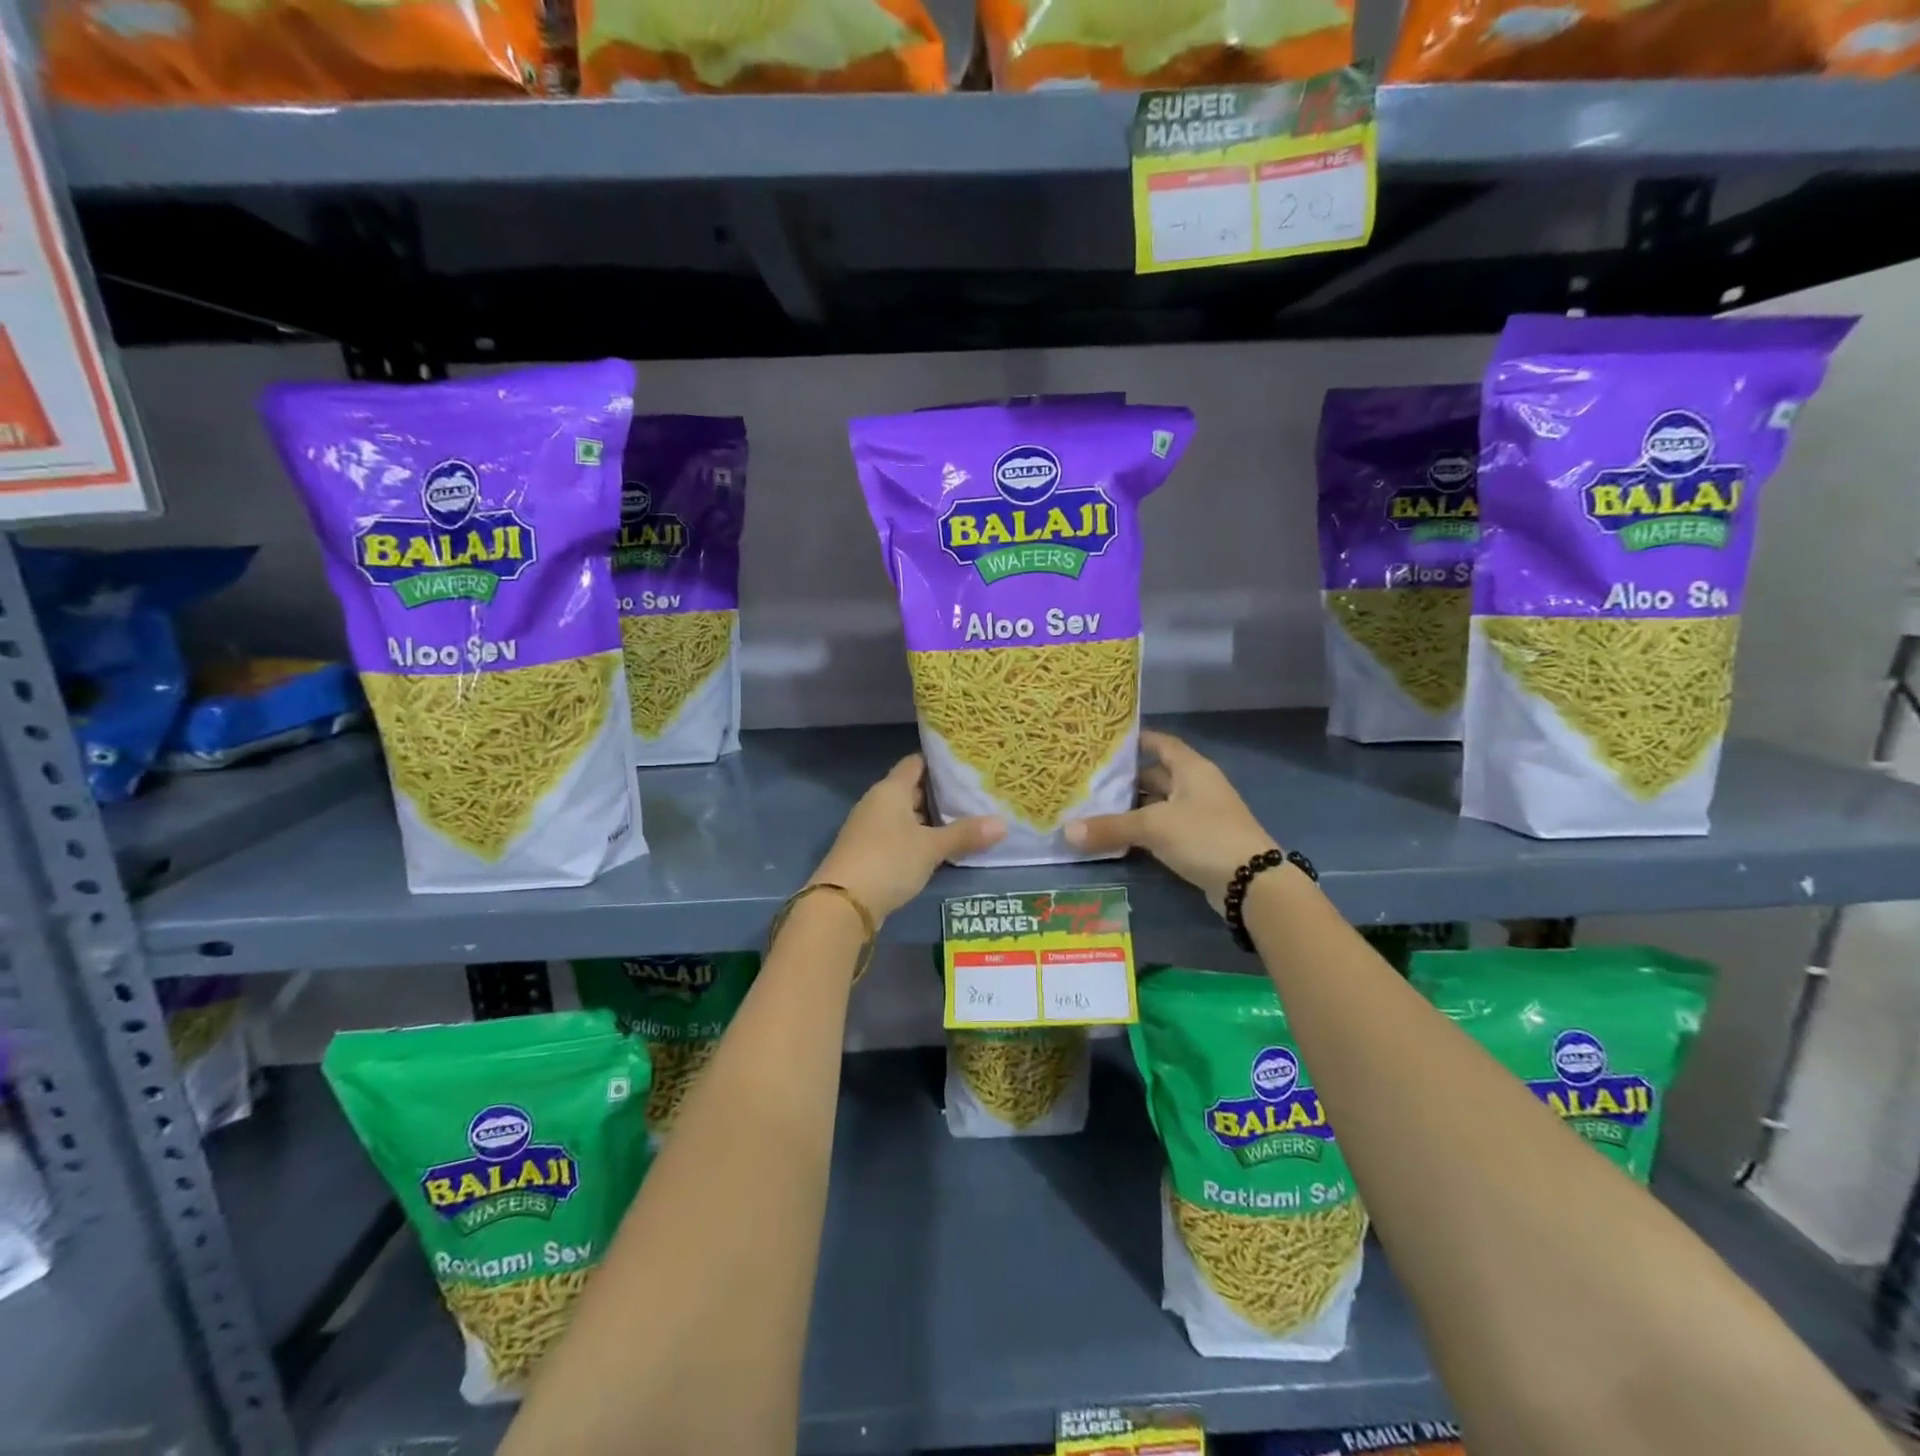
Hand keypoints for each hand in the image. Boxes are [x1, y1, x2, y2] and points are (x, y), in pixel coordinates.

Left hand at [810, 755, 1004, 919]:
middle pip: (912, 789)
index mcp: (890, 790)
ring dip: (930, 819)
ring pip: (906, 815)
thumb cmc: (888, 861)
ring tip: (966, 820)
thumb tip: (1003, 824)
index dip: (939, 762)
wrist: (842, 903)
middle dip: (941, 793)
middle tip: (975, 795)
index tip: (967, 765)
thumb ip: (965, 834)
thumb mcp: (931, 847)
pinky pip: (899, 837)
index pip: (916, 763)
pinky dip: (918, 839)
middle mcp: (877, 802)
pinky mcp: (868, 852)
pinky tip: (939, 849)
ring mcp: (870, 828)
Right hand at [1064, 730, 1276, 911]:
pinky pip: (1164, 828)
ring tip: (1094, 807)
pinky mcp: (1198, 841)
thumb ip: (1110, 827)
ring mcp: (1199, 815)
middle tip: (1088, 779)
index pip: (1160, 743)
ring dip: (1132, 806)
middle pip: (1156, 774)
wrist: (1252, 883)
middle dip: (1125, 777)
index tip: (1105, 742)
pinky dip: (1143, 829)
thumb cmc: (1204, 836)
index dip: (1136, 740)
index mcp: (1191, 769)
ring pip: (1158, 803)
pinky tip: (1118, 835)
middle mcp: (1196, 786)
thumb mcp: (1153, 827)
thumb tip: (1066, 832)